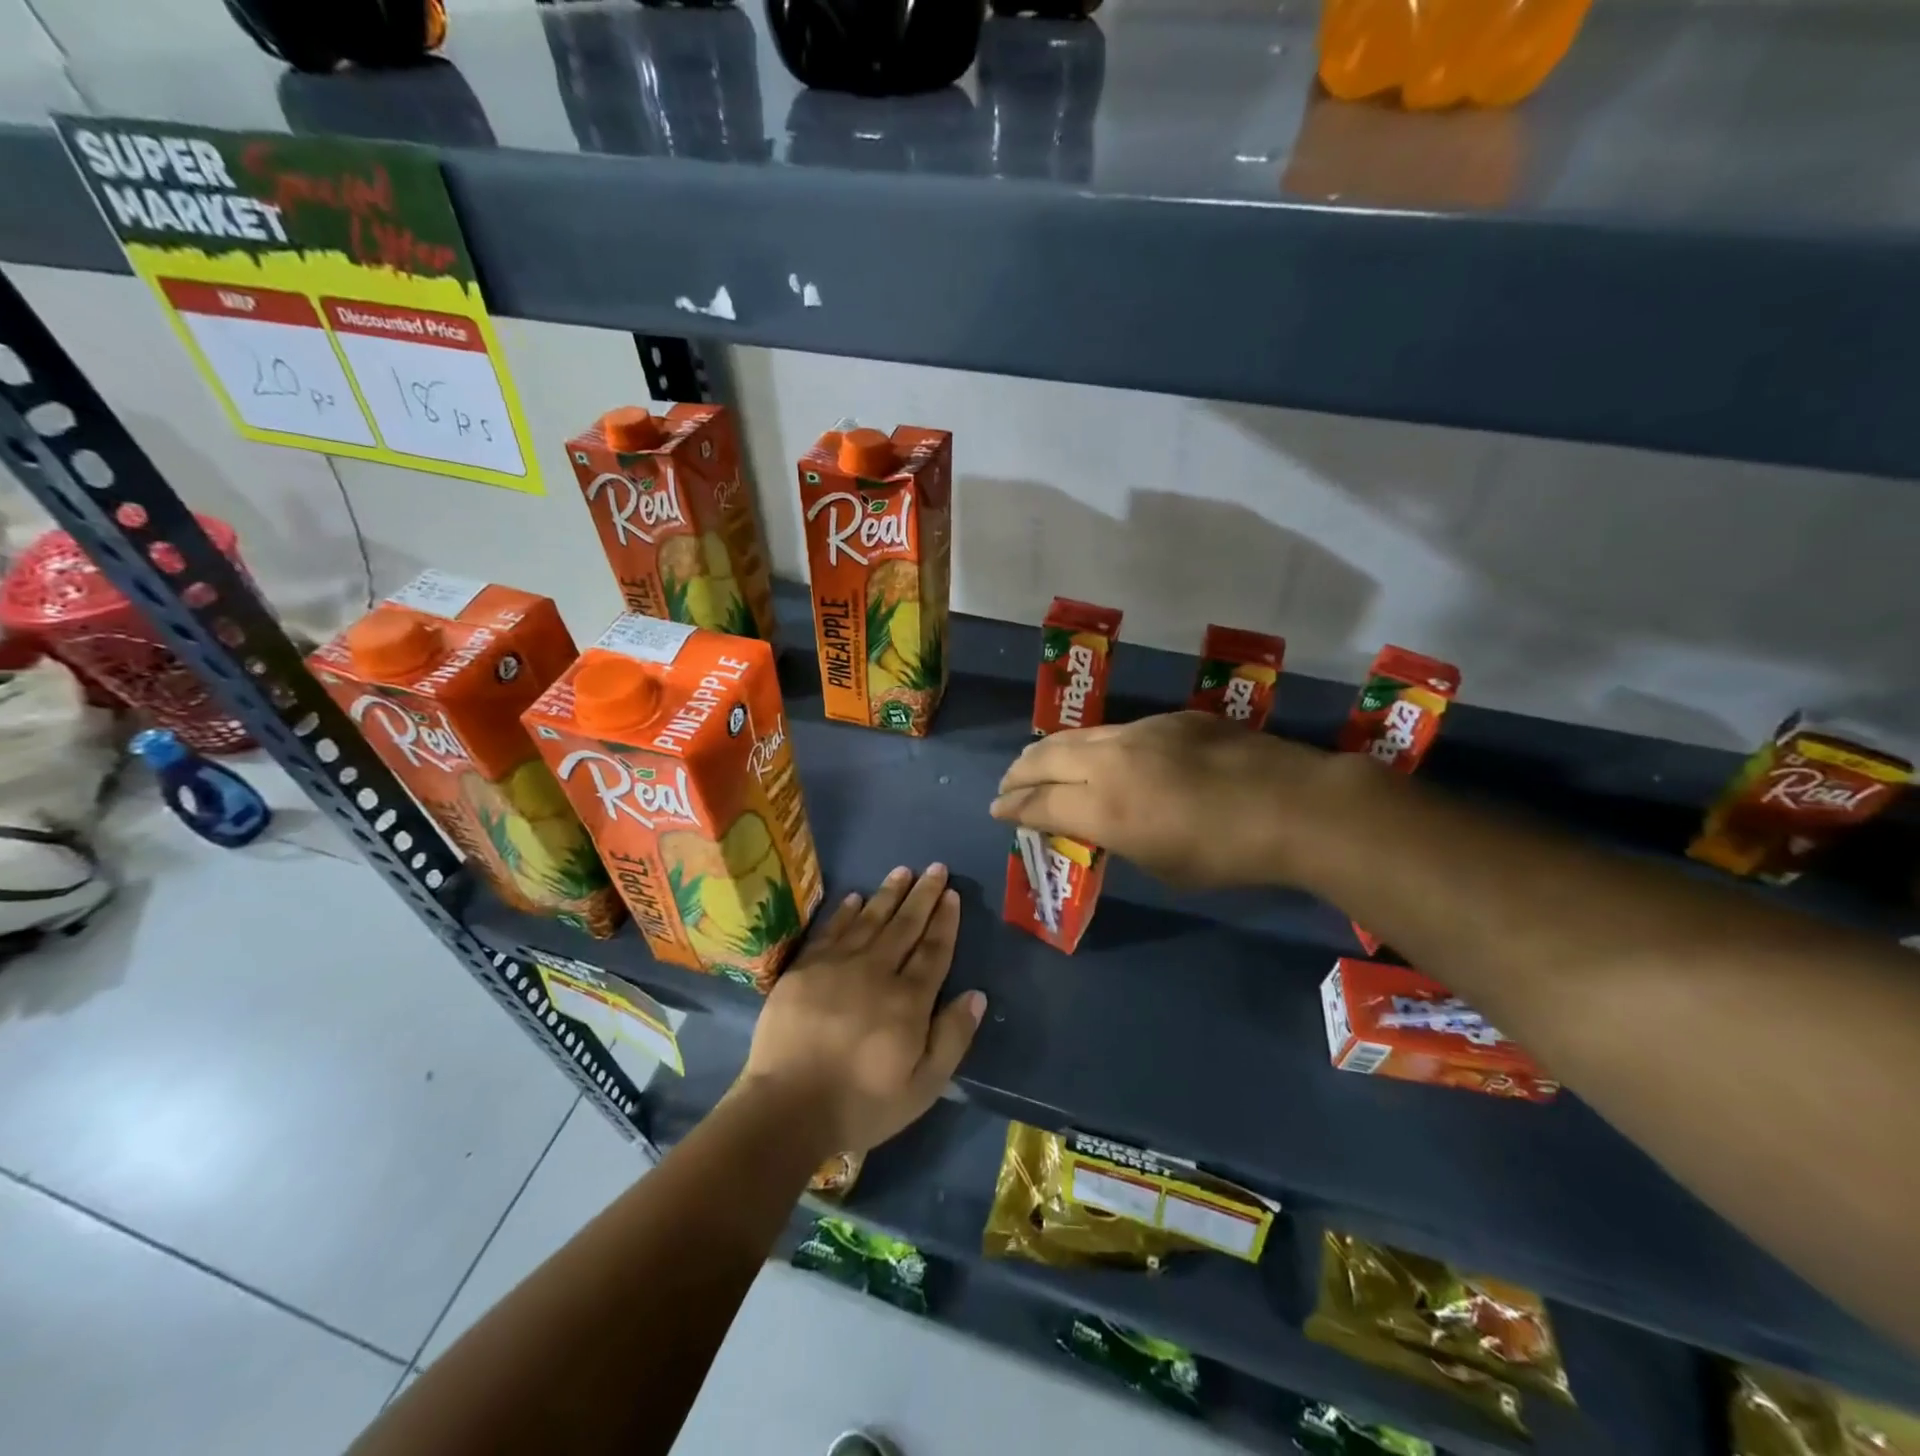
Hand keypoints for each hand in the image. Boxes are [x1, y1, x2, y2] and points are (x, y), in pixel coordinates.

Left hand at [739, 864, 985, 1156]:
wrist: (786, 1109)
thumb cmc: (861, 1103)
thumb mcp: (923, 1086)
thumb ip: (952, 1037)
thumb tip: (976, 994)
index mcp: (908, 1001)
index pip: (933, 950)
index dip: (945, 921)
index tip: (952, 894)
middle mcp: (876, 972)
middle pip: (905, 926)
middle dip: (923, 895)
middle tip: (935, 868)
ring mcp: (836, 966)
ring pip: (869, 920)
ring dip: (888, 894)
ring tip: (902, 871)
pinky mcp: (804, 969)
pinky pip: (830, 931)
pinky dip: (844, 912)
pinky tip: (854, 897)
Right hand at [990, 711, 1337, 889]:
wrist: (1293, 805)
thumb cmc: (1226, 854)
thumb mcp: (1159, 863)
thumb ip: (1117, 837)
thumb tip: (1099, 821)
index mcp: (1104, 806)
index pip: (1040, 803)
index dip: (1012, 808)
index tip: (996, 810)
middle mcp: (1111, 760)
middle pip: (1046, 758)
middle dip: (1019, 772)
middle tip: (1005, 784)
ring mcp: (1141, 731)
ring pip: (1079, 736)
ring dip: (1051, 751)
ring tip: (1038, 760)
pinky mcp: (1170, 718)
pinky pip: (1117, 730)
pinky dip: (1095, 745)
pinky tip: (1103, 755)